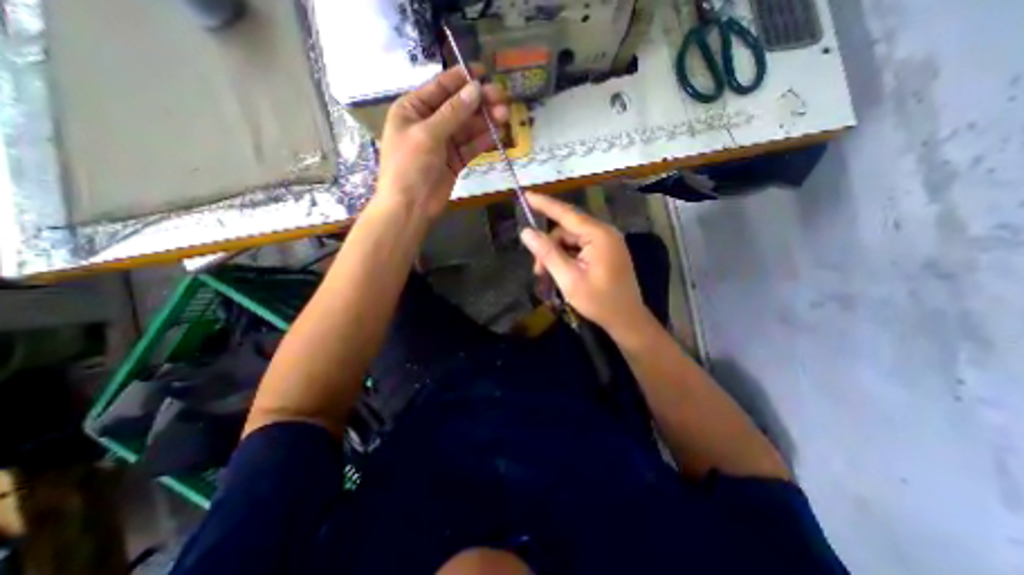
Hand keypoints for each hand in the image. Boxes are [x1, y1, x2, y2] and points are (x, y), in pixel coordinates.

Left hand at [374, 65, 507, 221]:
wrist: (410, 207)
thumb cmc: (409, 166)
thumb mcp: (427, 134)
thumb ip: (453, 113)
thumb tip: (476, 89)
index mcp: (413, 109)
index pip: (440, 88)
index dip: (462, 79)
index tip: (484, 72)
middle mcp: (430, 123)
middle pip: (458, 107)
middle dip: (479, 102)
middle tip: (502, 98)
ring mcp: (444, 143)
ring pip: (468, 128)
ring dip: (485, 121)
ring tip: (505, 115)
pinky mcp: (455, 161)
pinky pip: (472, 147)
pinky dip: (484, 141)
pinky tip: (498, 134)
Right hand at [516, 192, 650, 336]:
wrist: (626, 320)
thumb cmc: (599, 301)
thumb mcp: (568, 279)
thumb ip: (547, 253)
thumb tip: (526, 232)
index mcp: (599, 235)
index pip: (566, 213)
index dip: (544, 204)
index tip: (526, 194)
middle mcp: (604, 233)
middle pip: (567, 230)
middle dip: (549, 247)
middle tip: (537, 270)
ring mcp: (606, 242)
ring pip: (571, 240)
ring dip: (556, 255)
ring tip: (547, 276)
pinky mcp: (606, 252)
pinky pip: (580, 247)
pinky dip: (567, 258)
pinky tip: (560, 273)